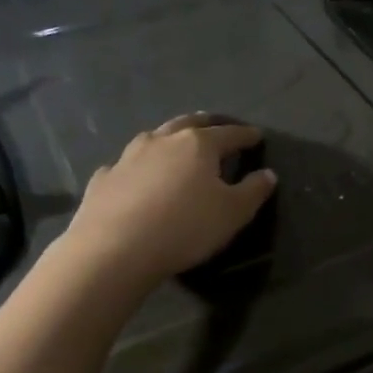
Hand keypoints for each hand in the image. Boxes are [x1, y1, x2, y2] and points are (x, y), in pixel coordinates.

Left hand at [59, 114, 276, 289]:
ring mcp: (128, 157)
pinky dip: (138, 166)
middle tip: (217, 126)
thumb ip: (254, 191)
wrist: (114, 249)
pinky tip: (137, 176)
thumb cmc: (185, 227)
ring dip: (170, 139)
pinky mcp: (104, 178)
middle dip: (206, 124)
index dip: (246, 135)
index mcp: (198, 144)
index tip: (257, 137)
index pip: (229, 133)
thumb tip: (268, 174)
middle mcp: (163, 140)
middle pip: (189, 123)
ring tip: (177, 145)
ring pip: (154, 138)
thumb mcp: (233, 213)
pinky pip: (126, 165)